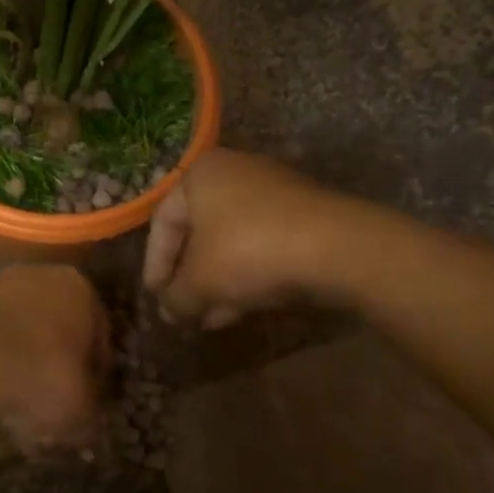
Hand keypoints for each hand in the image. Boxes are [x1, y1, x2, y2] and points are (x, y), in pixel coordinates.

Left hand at [0, 265, 109, 443]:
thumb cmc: (42, 376)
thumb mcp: (83, 405)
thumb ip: (91, 401)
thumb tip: (85, 405)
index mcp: (82, 289)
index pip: (99, 334)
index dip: (95, 371)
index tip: (87, 398)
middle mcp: (44, 275)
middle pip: (58, 324)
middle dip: (56, 358)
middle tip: (53, 398)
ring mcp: (0, 284)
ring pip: (23, 328)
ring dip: (24, 358)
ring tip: (19, 400)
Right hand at [143, 148, 338, 327]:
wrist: (339, 248)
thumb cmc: (249, 251)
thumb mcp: (200, 282)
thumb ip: (175, 297)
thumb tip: (169, 311)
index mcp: (201, 174)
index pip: (163, 222)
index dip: (155, 264)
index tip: (156, 298)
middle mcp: (235, 173)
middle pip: (199, 232)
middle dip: (189, 277)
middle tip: (182, 311)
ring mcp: (273, 192)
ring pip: (231, 242)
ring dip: (217, 282)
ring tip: (210, 319)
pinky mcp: (303, 215)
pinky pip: (261, 245)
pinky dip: (246, 274)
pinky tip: (241, 309)